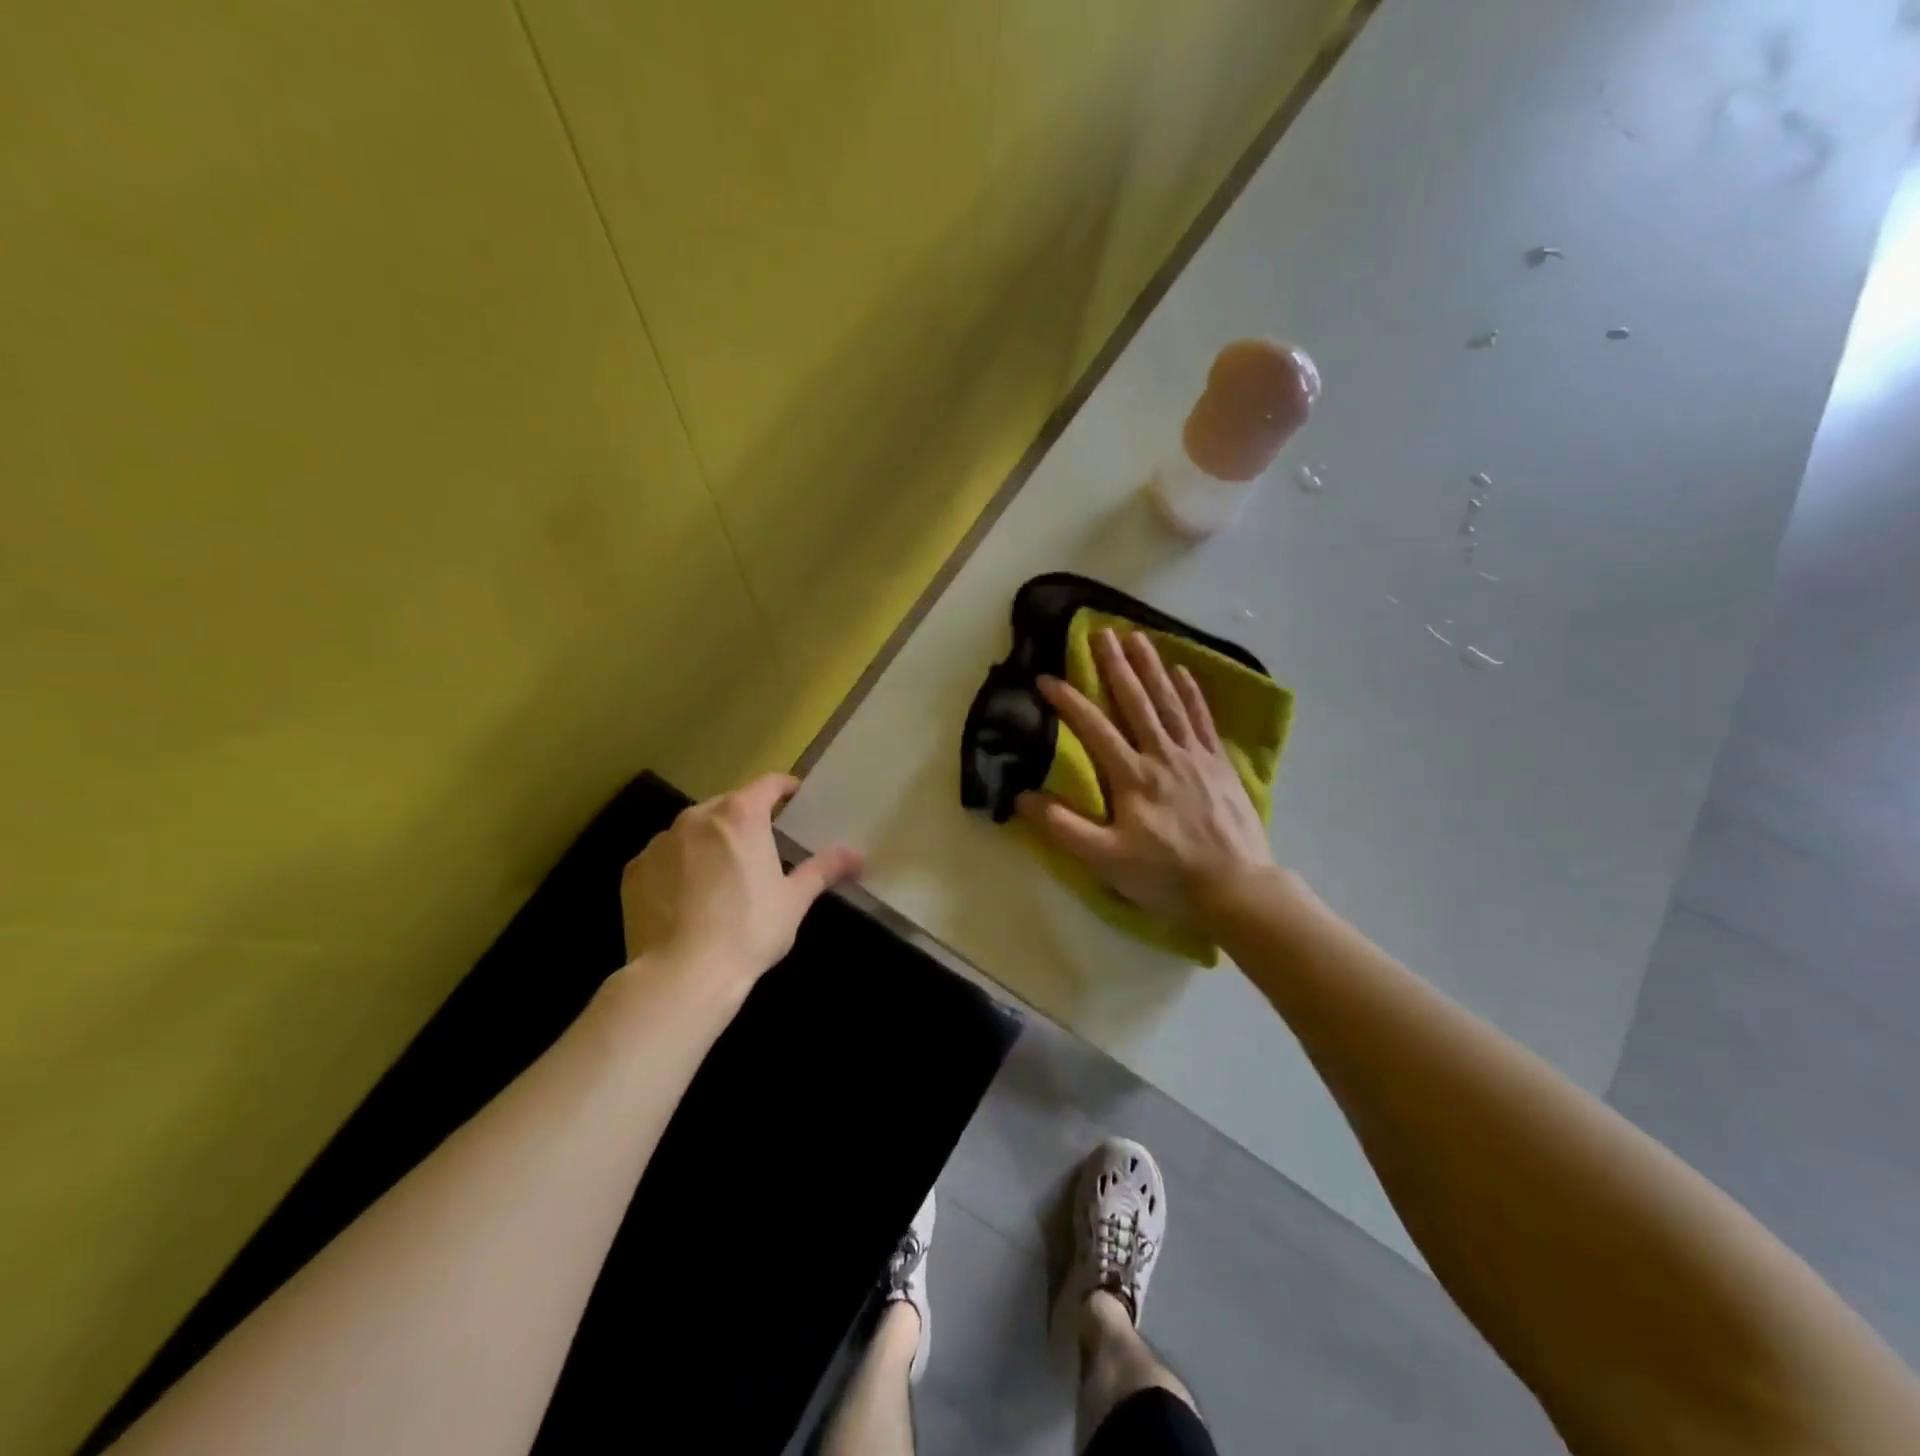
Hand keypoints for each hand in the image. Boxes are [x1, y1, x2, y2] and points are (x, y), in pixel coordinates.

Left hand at [619, 773, 862, 988]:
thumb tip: (858, 855)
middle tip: (761, 848)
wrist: (681, 975)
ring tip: (721, 877)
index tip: (795, 799)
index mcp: (741, 816)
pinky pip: (664, 857)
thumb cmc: (749, 930)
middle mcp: (697, 817)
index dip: (785, 788)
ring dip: (710, 842)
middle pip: (728, 805)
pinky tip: (686, 899)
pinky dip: (678, 867)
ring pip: (693, 830)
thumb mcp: (794, 900)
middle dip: (745, 820)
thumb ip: (824, 869)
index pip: (768, 784)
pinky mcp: (634, 870)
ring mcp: (660, 842)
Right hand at [1016, 628, 1272, 929]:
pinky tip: (1183, 672)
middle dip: (1115, 665)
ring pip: (1169, 702)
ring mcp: (1195, 756)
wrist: (1236, 889)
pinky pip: (1202, 719)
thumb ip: (1063, 827)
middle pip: (1135, 702)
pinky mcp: (1220, 764)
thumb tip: (1022, 796)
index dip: (1068, 701)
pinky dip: (1192, 694)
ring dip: (1151, 668)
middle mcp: (1162, 755)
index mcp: (1132, 777)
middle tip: (1100, 631)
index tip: (1046, 678)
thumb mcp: (1105, 859)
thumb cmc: (1166, 876)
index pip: (1094, 728)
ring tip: (1137, 637)